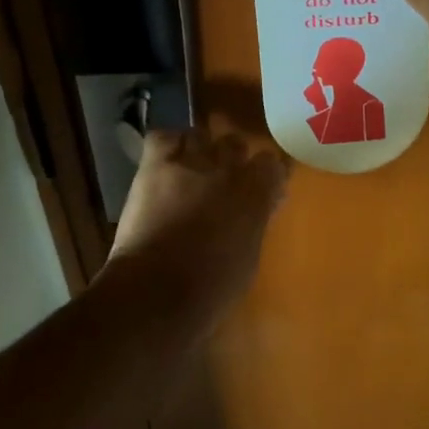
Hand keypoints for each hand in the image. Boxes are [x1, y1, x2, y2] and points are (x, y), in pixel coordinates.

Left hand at [108, 127, 288, 329]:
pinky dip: (167, 145)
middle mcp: (227, 170)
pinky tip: (166, 160)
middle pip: (236, 144)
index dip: (266, 174)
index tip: (263, 187)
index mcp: (256, 195)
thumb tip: (261, 208)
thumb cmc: (212, 289)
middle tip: (223, 181)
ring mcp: (190, 163)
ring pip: (201, 136)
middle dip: (232, 159)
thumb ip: (256, 223)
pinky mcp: (155, 166)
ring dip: (200, 151)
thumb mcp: (249, 257)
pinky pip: (163, 139)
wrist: (158, 292)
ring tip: (191, 169)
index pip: (273, 164)